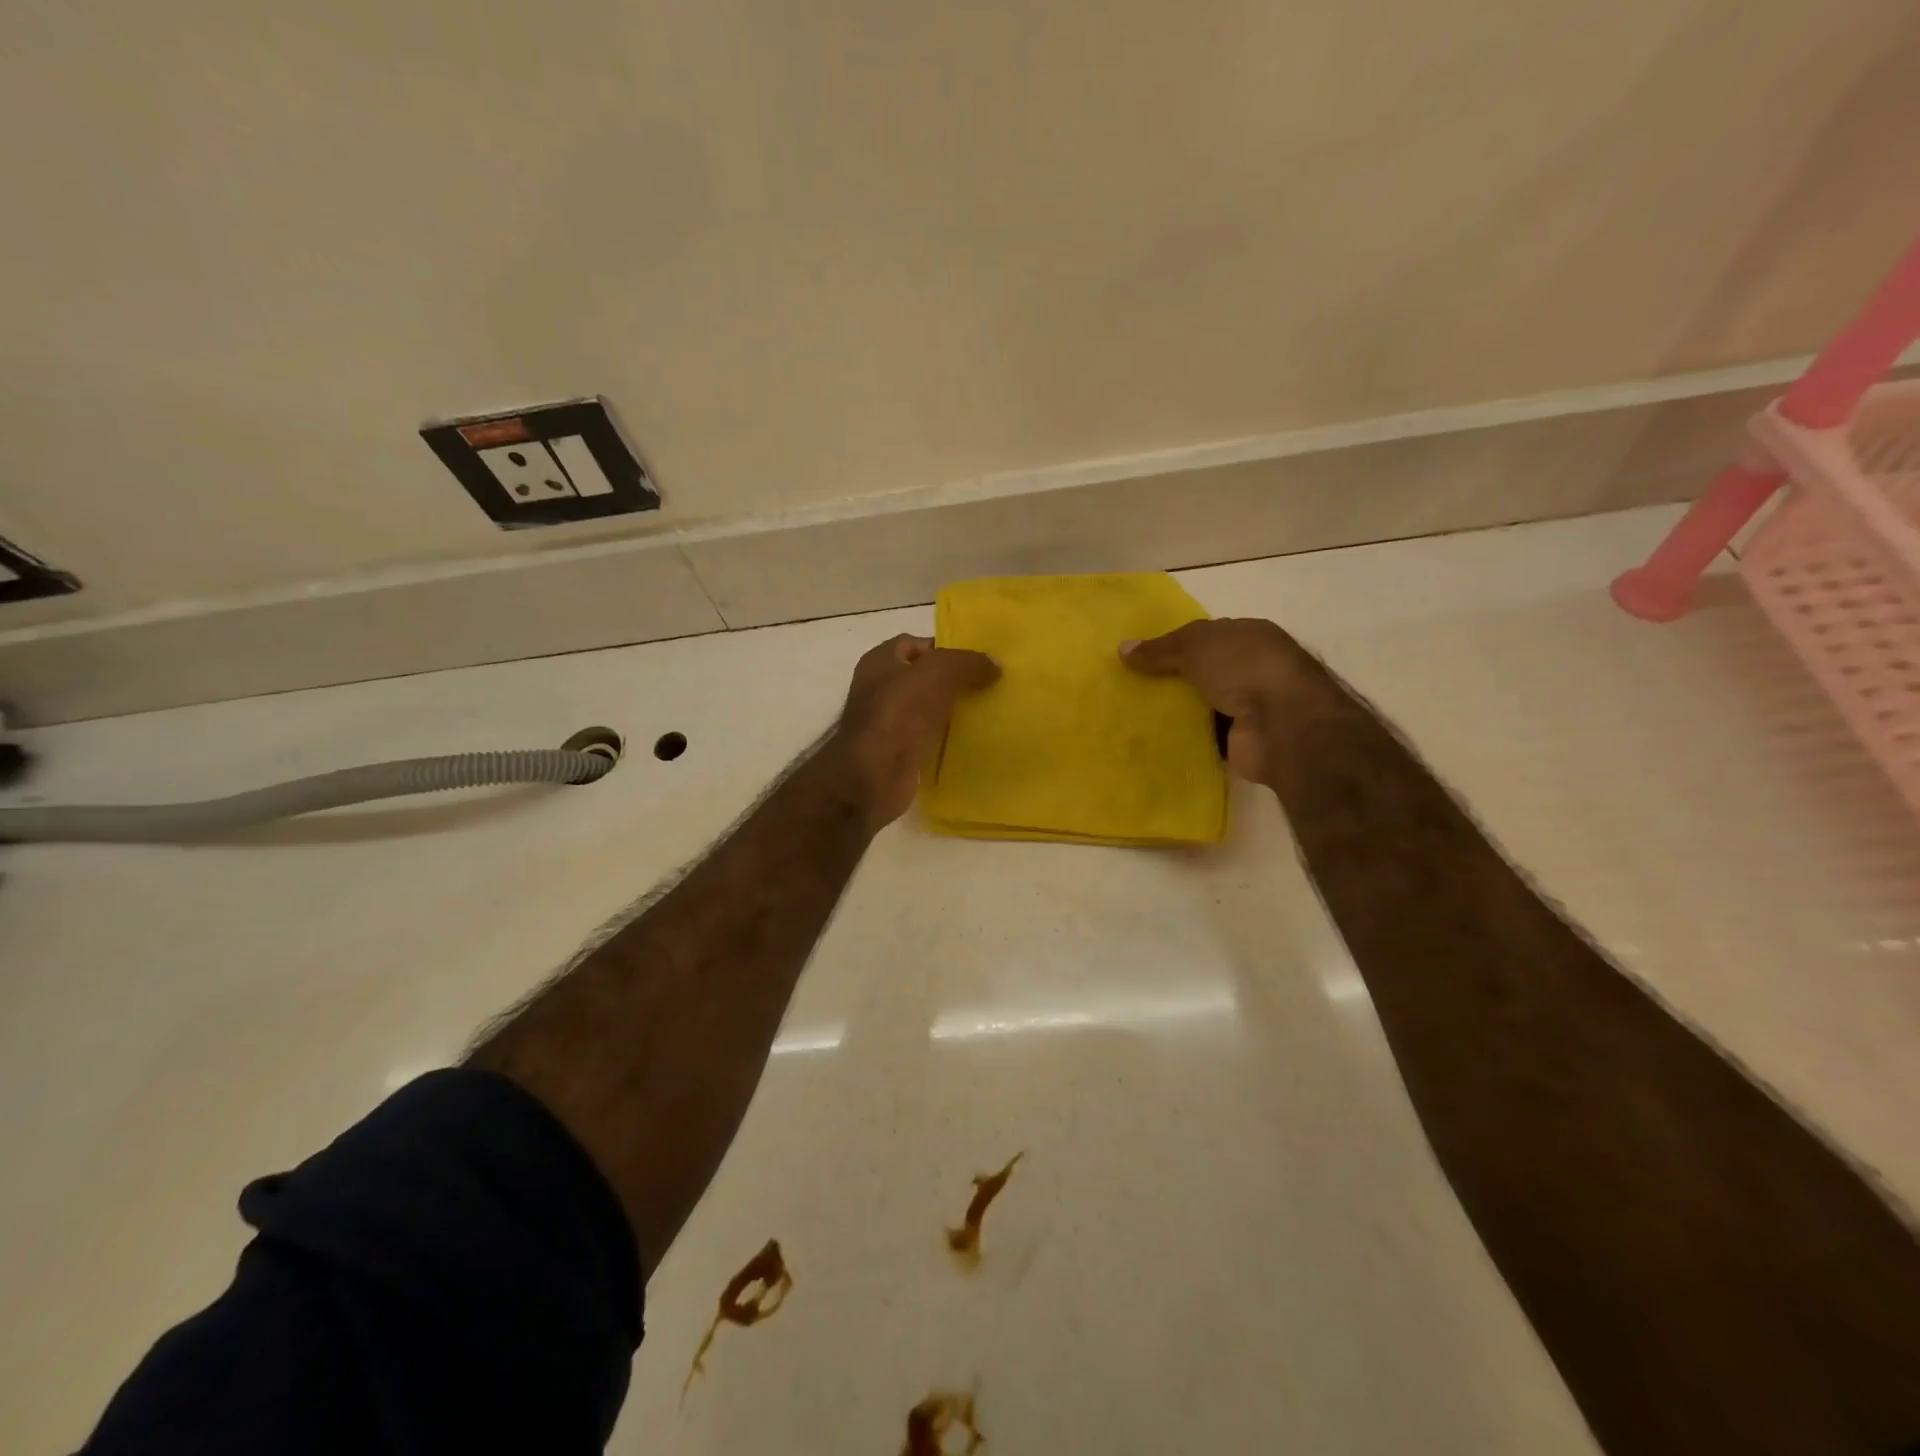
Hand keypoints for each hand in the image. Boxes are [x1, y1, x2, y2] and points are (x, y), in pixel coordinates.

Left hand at [832, 635, 999, 829]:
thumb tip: (994, 663)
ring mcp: (885, 723)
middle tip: (987, 686)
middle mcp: (878, 688)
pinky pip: (926, 738)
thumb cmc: (902, 711)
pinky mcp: (895, 753)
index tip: (977, 662)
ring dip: (951, 712)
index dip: (946, 649)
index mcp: (880, 661)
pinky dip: (945, 739)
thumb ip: (969, 662)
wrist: (876, 774)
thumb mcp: (941, 673)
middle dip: (953, 681)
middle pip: (922, 678)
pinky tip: (969, 741)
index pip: (916, 645)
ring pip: (926, 709)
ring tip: (985, 712)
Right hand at [1120, 618, 1322, 783]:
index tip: (1142, 657)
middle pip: (1204, 671)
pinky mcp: (1243, 740)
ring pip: (1204, 704)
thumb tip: (1123, 648)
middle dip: (1173, 678)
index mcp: (1251, 636)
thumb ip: (1160, 649)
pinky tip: (1155, 739)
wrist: (1285, 726)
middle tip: (1131, 686)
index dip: (1176, 644)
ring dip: (1178, 710)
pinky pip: (1206, 736)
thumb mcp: (1196, 647)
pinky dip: (1185, 738)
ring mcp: (1252, 706)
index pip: (1208, 635)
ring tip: (1134, 713)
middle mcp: (1254, 669)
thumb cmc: (1246, 669)